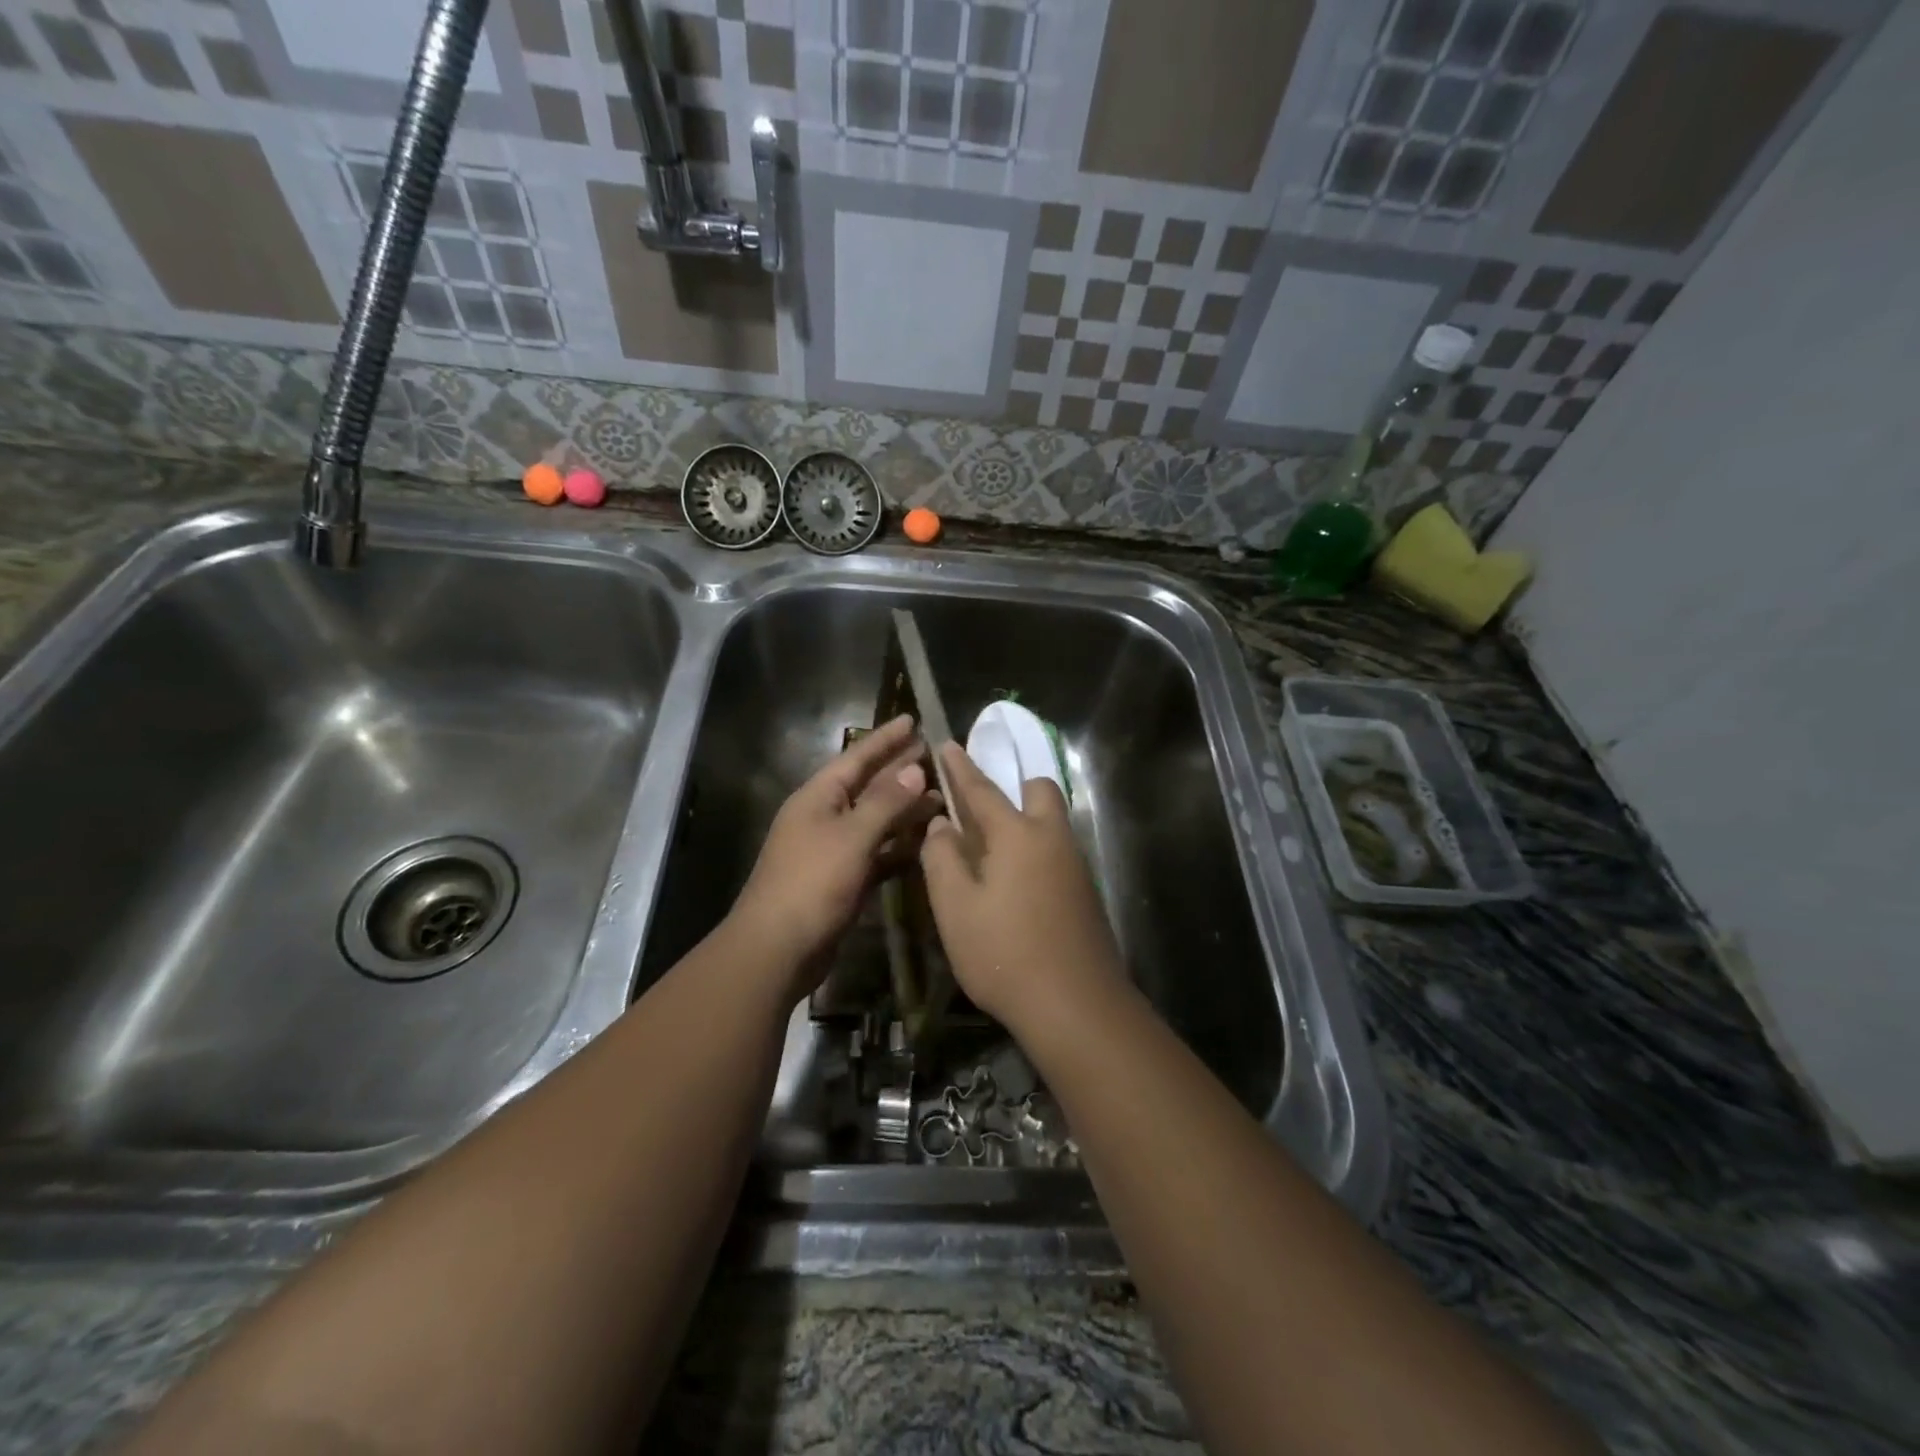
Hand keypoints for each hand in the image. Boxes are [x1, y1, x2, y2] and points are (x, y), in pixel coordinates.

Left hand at [729, 714, 940, 997]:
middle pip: (868, 786)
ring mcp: (833, 850)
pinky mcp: (843, 880)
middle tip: (936, 755)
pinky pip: (876, 853)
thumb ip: (886, 803)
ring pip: (876, 821)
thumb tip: (915, 769)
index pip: (857, 758)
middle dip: (900, 771)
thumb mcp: (852, 837)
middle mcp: (825, 817)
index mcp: (818, 798)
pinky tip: (925, 842)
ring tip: (942, 796)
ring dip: (905, 810)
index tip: (913, 719)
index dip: (886, 739)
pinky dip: (899, 847)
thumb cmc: (811, 884)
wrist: (777, 949)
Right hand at [918, 742, 1129, 1033]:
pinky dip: (1036, 850)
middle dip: (1013, 787)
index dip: (961, 768)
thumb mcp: (955, 908)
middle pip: (1039, 792)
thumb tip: (941, 825)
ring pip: (1052, 822)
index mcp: (1017, 834)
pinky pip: (1057, 851)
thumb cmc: (1004, 952)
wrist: (1075, 1005)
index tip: (947, 744)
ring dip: (1025, 820)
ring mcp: (1075, 865)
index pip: (982, 789)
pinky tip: (1016, 884)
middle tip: (981, 811)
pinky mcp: (1085, 892)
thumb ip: (942, 858)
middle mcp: (1052, 838)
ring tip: (992, 851)